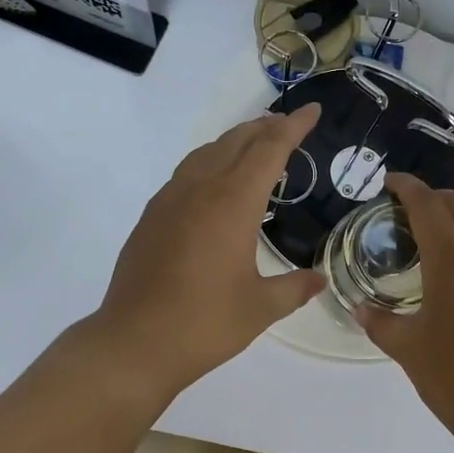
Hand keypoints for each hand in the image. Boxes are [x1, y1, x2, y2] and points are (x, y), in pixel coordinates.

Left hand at [87, 105, 325, 398]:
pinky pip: (187, 171)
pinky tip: (215, 180)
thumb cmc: (204, 324)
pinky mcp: (152, 215)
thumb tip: (318, 280)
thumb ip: (294, 288)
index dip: (293, 127)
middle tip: (288, 124)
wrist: (134, 342)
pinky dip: (211, 160)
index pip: (270, 149)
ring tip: (255, 143)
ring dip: (236, 140)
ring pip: (208, 151)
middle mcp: (201, 189)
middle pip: (237, 141)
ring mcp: (171, 199)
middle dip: (266, 127)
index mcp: (234, 203)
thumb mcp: (260, 308)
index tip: (312, 110)